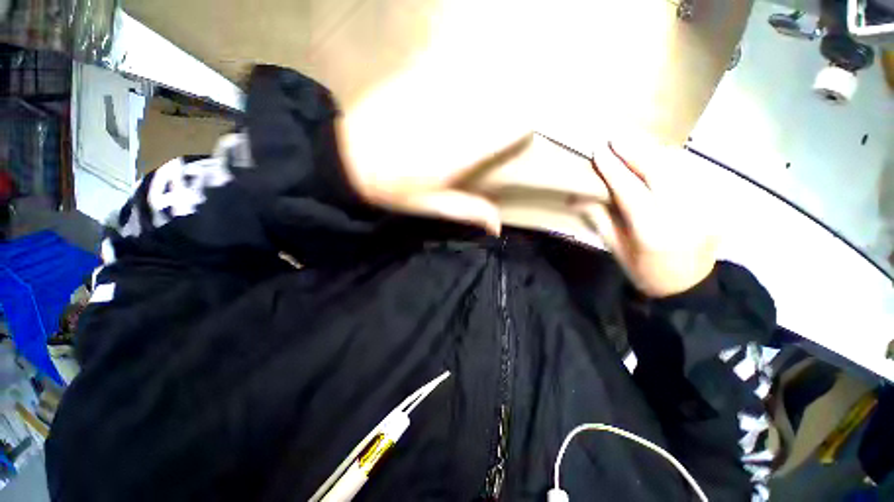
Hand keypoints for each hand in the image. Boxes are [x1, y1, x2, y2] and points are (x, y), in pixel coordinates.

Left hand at [336, 60, 532, 235]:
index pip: (508, 129)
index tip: (519, 133)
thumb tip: (498, 227)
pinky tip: (457, 82)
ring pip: (479, 77)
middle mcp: (452, 118)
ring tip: (487, 95)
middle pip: (499, 98)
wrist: (346, 160)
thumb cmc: (392, 189)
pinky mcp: (415, 77)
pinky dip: (461, 70)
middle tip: (505, 115)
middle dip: (507, 105)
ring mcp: (433, 92)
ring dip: (489, 84)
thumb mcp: (432, 206)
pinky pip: (449, 64)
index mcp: (459, 153)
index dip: (520, 128)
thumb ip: (468, 211)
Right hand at [578, 140, 718, 297]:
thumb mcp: (615, 249)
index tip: (599, 152)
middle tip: (615, 136)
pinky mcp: (714, 202)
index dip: (613, 169)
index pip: (630, 190)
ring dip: (653, 150)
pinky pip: (691, 172)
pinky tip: (656, 155)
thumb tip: (576, 197)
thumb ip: (599, 219)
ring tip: (632, 140)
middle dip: (635, 150)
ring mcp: (703, 206)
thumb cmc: (644, 271)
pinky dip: (671, 160)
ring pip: (679, 166)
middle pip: (658, 171)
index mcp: (652, 230)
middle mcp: (681, 214)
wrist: (689, 286)